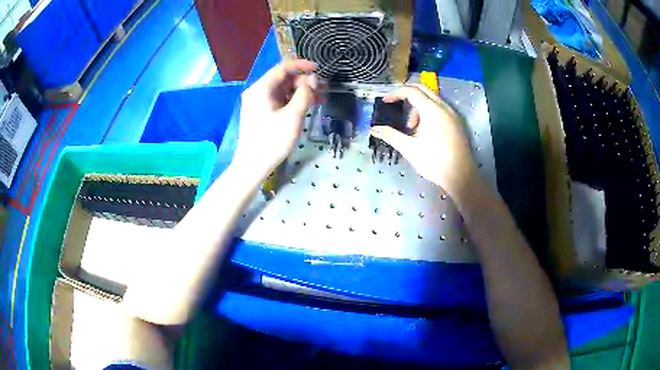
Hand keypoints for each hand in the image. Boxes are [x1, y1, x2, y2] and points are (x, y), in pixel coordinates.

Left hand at [233, 60, 320, 180]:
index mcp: (261, 89)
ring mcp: (259, 103)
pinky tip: (309, 106)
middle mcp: (258, 92)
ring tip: (321, 99)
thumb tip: (313, 79)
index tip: (319, 69)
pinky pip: (280, 101)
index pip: (282, 68)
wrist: (252, 166)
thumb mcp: (292, 116)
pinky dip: (294, 101)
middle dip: (304, 82)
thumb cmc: (272, 140)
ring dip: (302, 92)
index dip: (301, 66)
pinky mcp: (262, 113)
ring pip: (283, 90)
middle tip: (323, 89)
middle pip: (283, 79)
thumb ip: (305, 94)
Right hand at [370, 85, 477, 195]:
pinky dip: (428, 112)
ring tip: (411, 127)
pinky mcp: (457, 123)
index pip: (411, 91)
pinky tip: (425, 131)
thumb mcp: (409, 148)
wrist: (461, 176)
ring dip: (418, 106)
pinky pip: (440, 108)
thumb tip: (373, 129)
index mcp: (431, 110)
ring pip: (432, 99)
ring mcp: (452, 114)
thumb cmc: (434, 161)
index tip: (385, 101)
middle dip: (407, 95)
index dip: (396, 93)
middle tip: (396, 105)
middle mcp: (443, 107)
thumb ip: (390, 135)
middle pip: (423, 89)